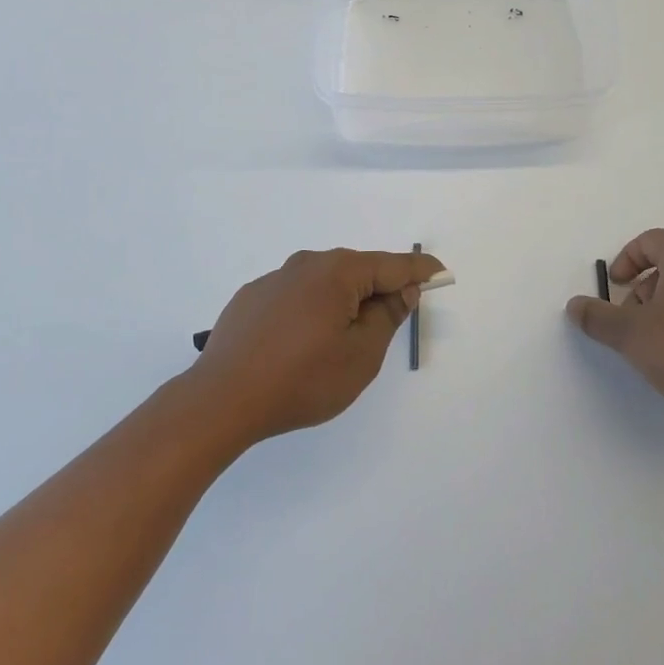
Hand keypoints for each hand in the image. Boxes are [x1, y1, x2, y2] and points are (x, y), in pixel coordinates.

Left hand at [190, 248, 445, 443]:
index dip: (420, 271)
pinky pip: (296, 295)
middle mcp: (306, 264)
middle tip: (396, 314)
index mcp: (337, 272)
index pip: (391, 265)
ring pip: (324, 282)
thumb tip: (401, 289)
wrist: (222, 399)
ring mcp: (274, 278)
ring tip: (346, 336)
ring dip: (344, 300)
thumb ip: (386, 317)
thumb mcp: (360, 356)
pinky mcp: (251, 297)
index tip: (441, 273)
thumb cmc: (302, 380)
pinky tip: (304, 341)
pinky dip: (313, 308)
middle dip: (380, 288)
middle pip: (357, 270)